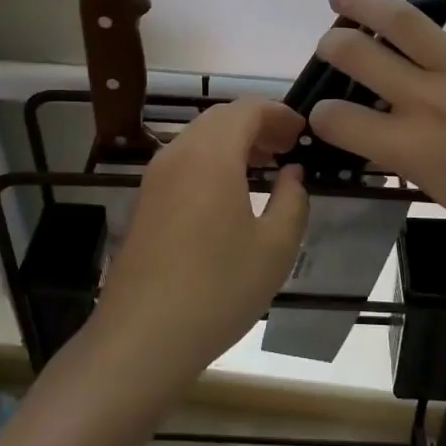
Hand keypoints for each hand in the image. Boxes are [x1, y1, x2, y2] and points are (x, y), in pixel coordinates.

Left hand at [91, 99, 309, 389]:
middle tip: (287, 148)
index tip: (303, 133)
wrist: (142, 336)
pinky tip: (229, 194)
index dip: (279, 114)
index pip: (247, 109)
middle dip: (256, 124)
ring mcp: (155, 178)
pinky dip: (211, 160)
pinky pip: (183, 161)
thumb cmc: (218, 289)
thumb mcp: (275, 248)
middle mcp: (178, 154)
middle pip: (220, 118)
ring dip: (233, 142)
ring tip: (264, 167)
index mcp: (211, 155)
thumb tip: (292, 173)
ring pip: (198, 138)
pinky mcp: (144, 202)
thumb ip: (292, 200)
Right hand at [309, 0, 445, 281]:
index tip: (327, 111)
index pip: (339, 121)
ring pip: (401, 21)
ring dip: (363, 2)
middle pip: (358, 57)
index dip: (323, 114)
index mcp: (412, 148)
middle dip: (332, 46)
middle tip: (331, 43)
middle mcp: (429, 101)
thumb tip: (386, 132)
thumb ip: (408, 159)